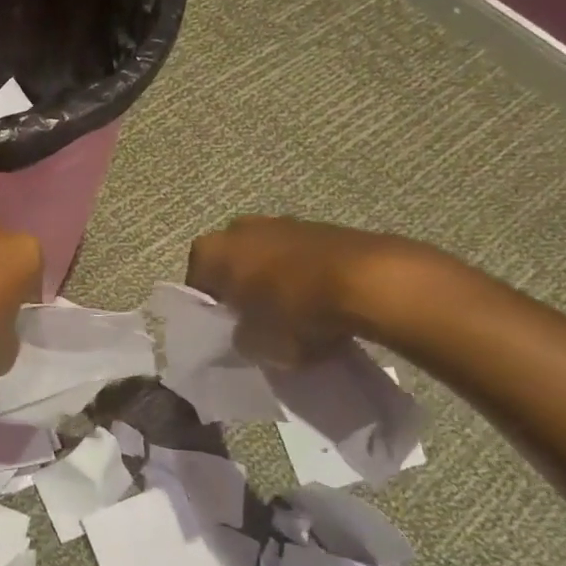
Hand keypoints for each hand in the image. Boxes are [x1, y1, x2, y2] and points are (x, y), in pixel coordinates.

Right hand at [185, 216, 439, 365]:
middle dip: (240, 288)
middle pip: (230, 264)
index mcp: (212, 251)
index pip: (197, 285)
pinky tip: (318, 300)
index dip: (211, 311)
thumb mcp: (259, 343)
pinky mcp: (317, 225)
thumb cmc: (296, 311)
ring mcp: (279, 221)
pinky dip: (301, 273)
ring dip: (271, 278)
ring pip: (264, 256)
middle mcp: (238, 228)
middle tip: (254, 320)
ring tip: (290, 312)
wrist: (368, 281)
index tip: (226, 331)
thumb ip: (242, 338)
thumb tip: (245, 332)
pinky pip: (297, 254)